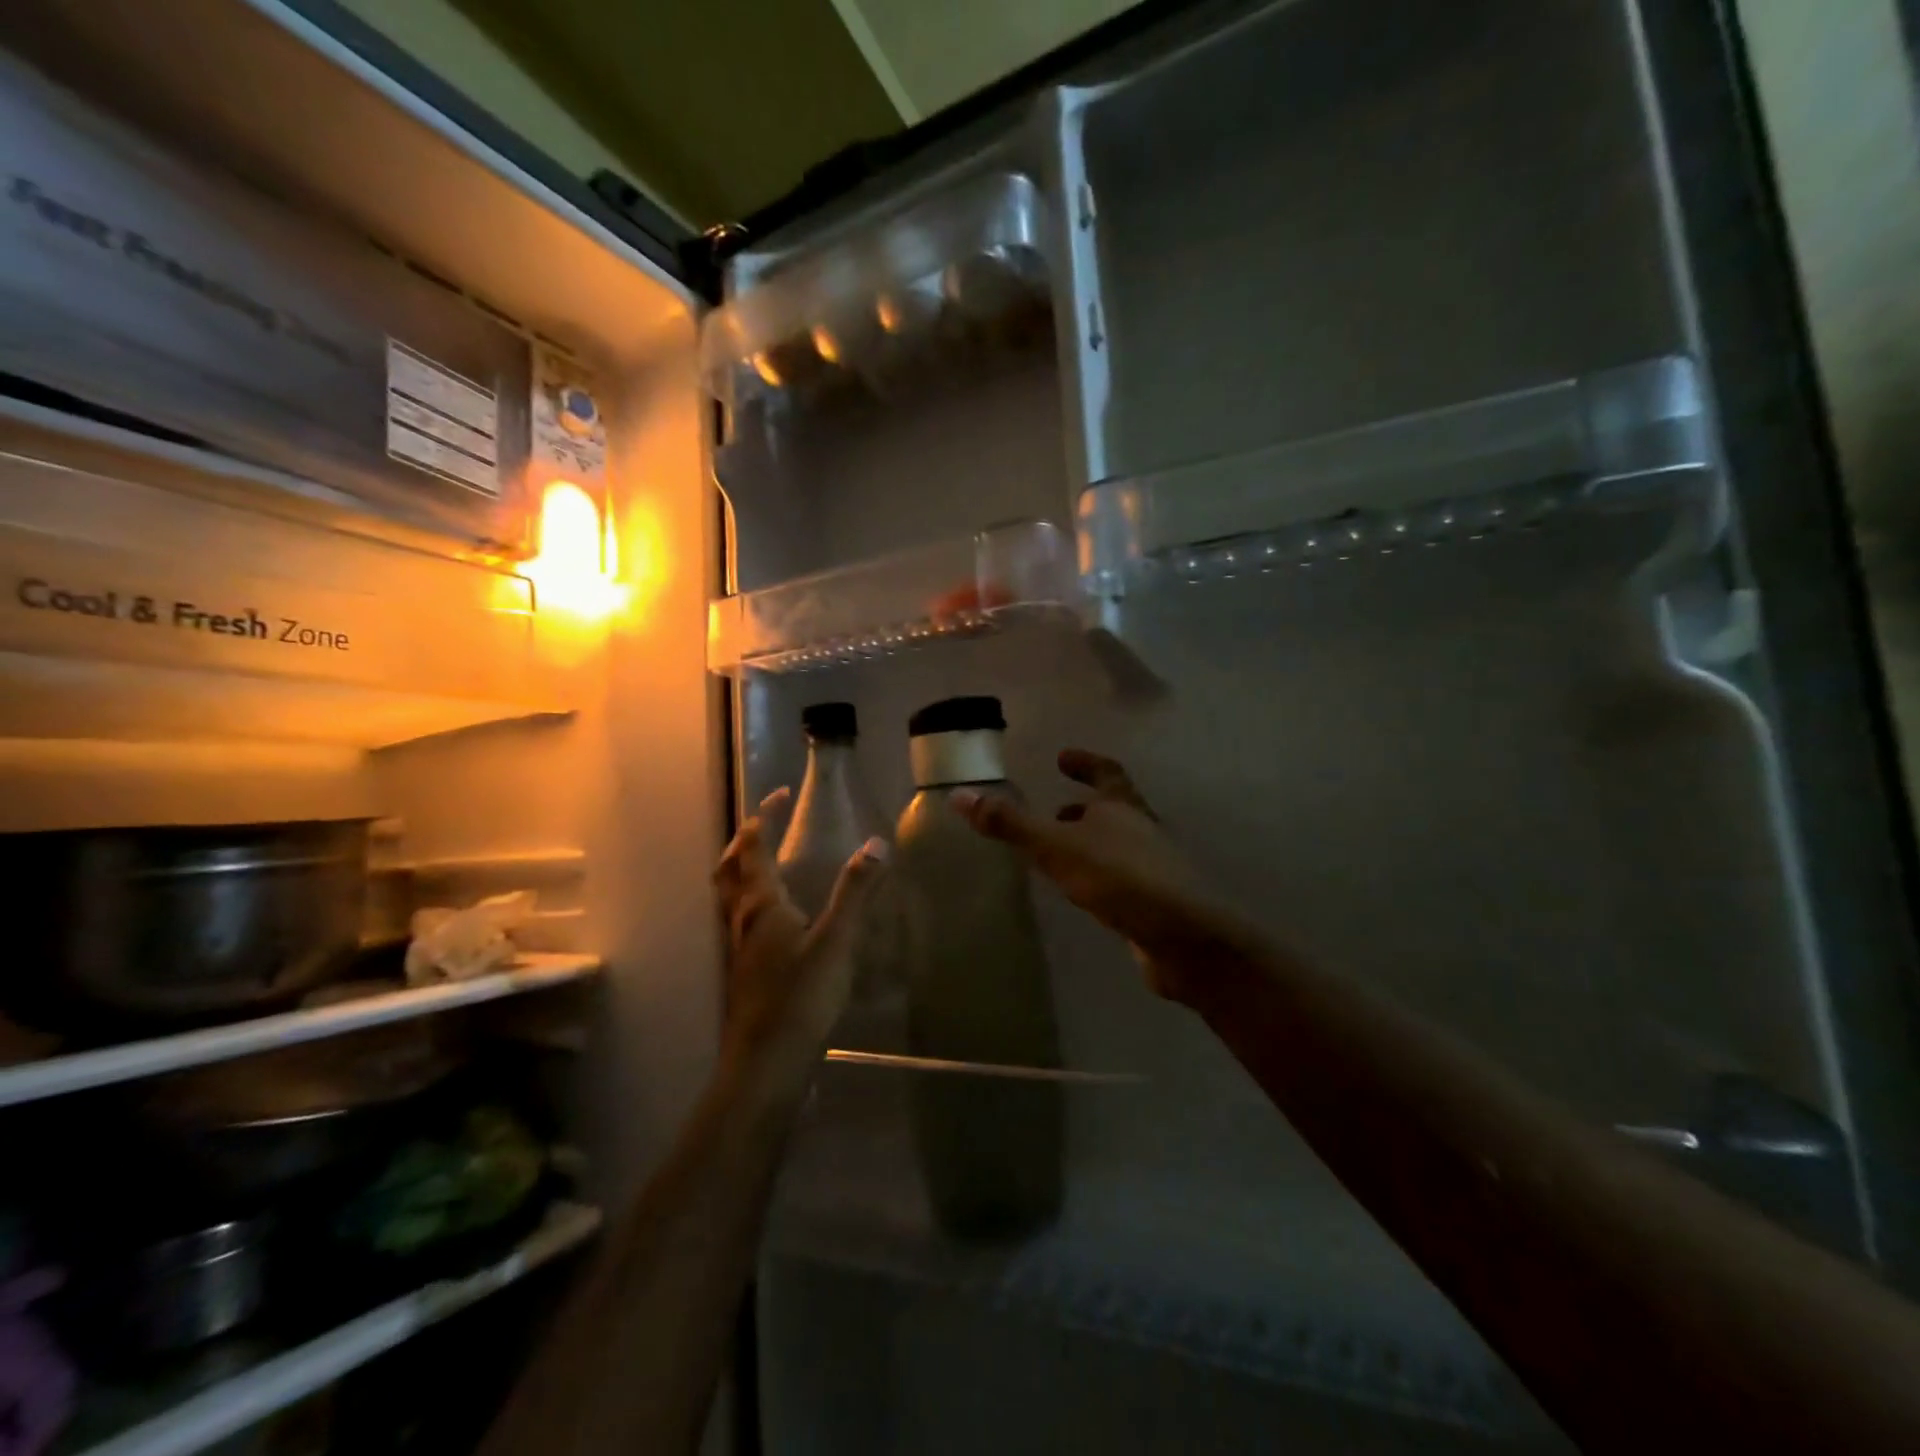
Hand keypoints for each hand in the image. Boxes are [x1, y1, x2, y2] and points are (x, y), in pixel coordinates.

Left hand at [713, 788, 887, 1078]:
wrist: (766, 1066)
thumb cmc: (800, 998)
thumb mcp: (837, 941)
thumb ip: (856, 892)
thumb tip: (876, 842)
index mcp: (761, 905)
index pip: (753, 848)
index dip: (763, 818)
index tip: (779, 794)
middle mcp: (742, 921)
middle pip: (729, 870)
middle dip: (743, 841)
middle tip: (764, 824)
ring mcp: (739, 950)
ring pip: (729, 897)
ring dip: (741, 870)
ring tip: (768, 863)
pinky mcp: (745, 974)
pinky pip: (741, 923)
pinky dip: (751, 903)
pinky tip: (779, 920)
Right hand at [951, 749, 1255, 1003]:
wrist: (1182, 938)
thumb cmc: (1119, 878)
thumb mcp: (1056, 847)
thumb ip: (1010, 824)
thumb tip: (959, 795)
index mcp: (1123, 807)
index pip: (1106, 772)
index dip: (1085, 763)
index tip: (1063, 758)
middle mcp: (1141, 830)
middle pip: (1115, 809)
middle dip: (1085, 808)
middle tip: (1055, 811)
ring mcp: (1152, 868)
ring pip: (1117, 846)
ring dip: (1090, 843)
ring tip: (1058, 854)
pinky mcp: (1153, 903)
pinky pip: (1120, 879)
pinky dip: (1098, 876)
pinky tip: (1081, 893)